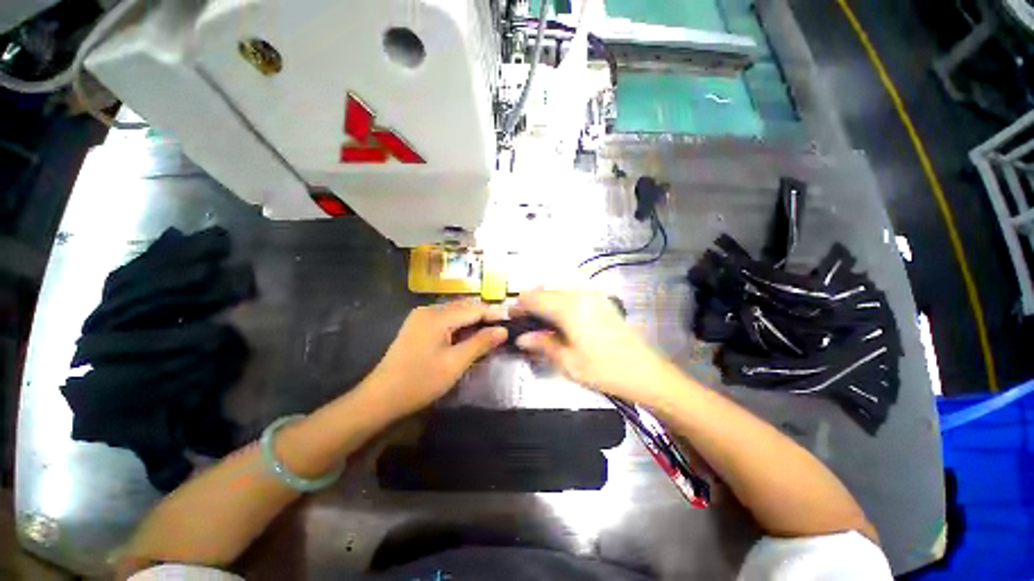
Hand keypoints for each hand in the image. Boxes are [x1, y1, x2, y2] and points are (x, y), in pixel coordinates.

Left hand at [365, 300, 507, 417]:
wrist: (381, 397)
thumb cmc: (420, 381)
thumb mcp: (455, 363)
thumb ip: (481, 343)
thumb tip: (503, 330)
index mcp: (437, 316)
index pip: (473, 308)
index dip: (493, 314)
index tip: (510, 322)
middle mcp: (429, 310)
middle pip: (464, 307)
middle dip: (484, 316)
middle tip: (502, 328)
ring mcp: (421, 317)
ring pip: (455, 312)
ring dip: (472, 320)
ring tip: (489, 332)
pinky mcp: (417, 326)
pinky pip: (445, 319)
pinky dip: (460, 324)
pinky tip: (467, 335)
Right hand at [512, 290, 674, 405]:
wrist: (645, 372)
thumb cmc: (603, 369)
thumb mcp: (568, 361)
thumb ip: (542, 345)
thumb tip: (521, 338)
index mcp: (569, 308)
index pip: (535, 298)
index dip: (520, 305)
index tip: (510, 315)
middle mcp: (580, 295)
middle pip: (546, 291)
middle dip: (532, 302)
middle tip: (523, 320)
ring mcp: (593, 296)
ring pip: (559, 291)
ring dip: (545, 301)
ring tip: (538, 320)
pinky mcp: (601, 301)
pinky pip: (572, 294)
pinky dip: (560, 301)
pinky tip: (559, 318)